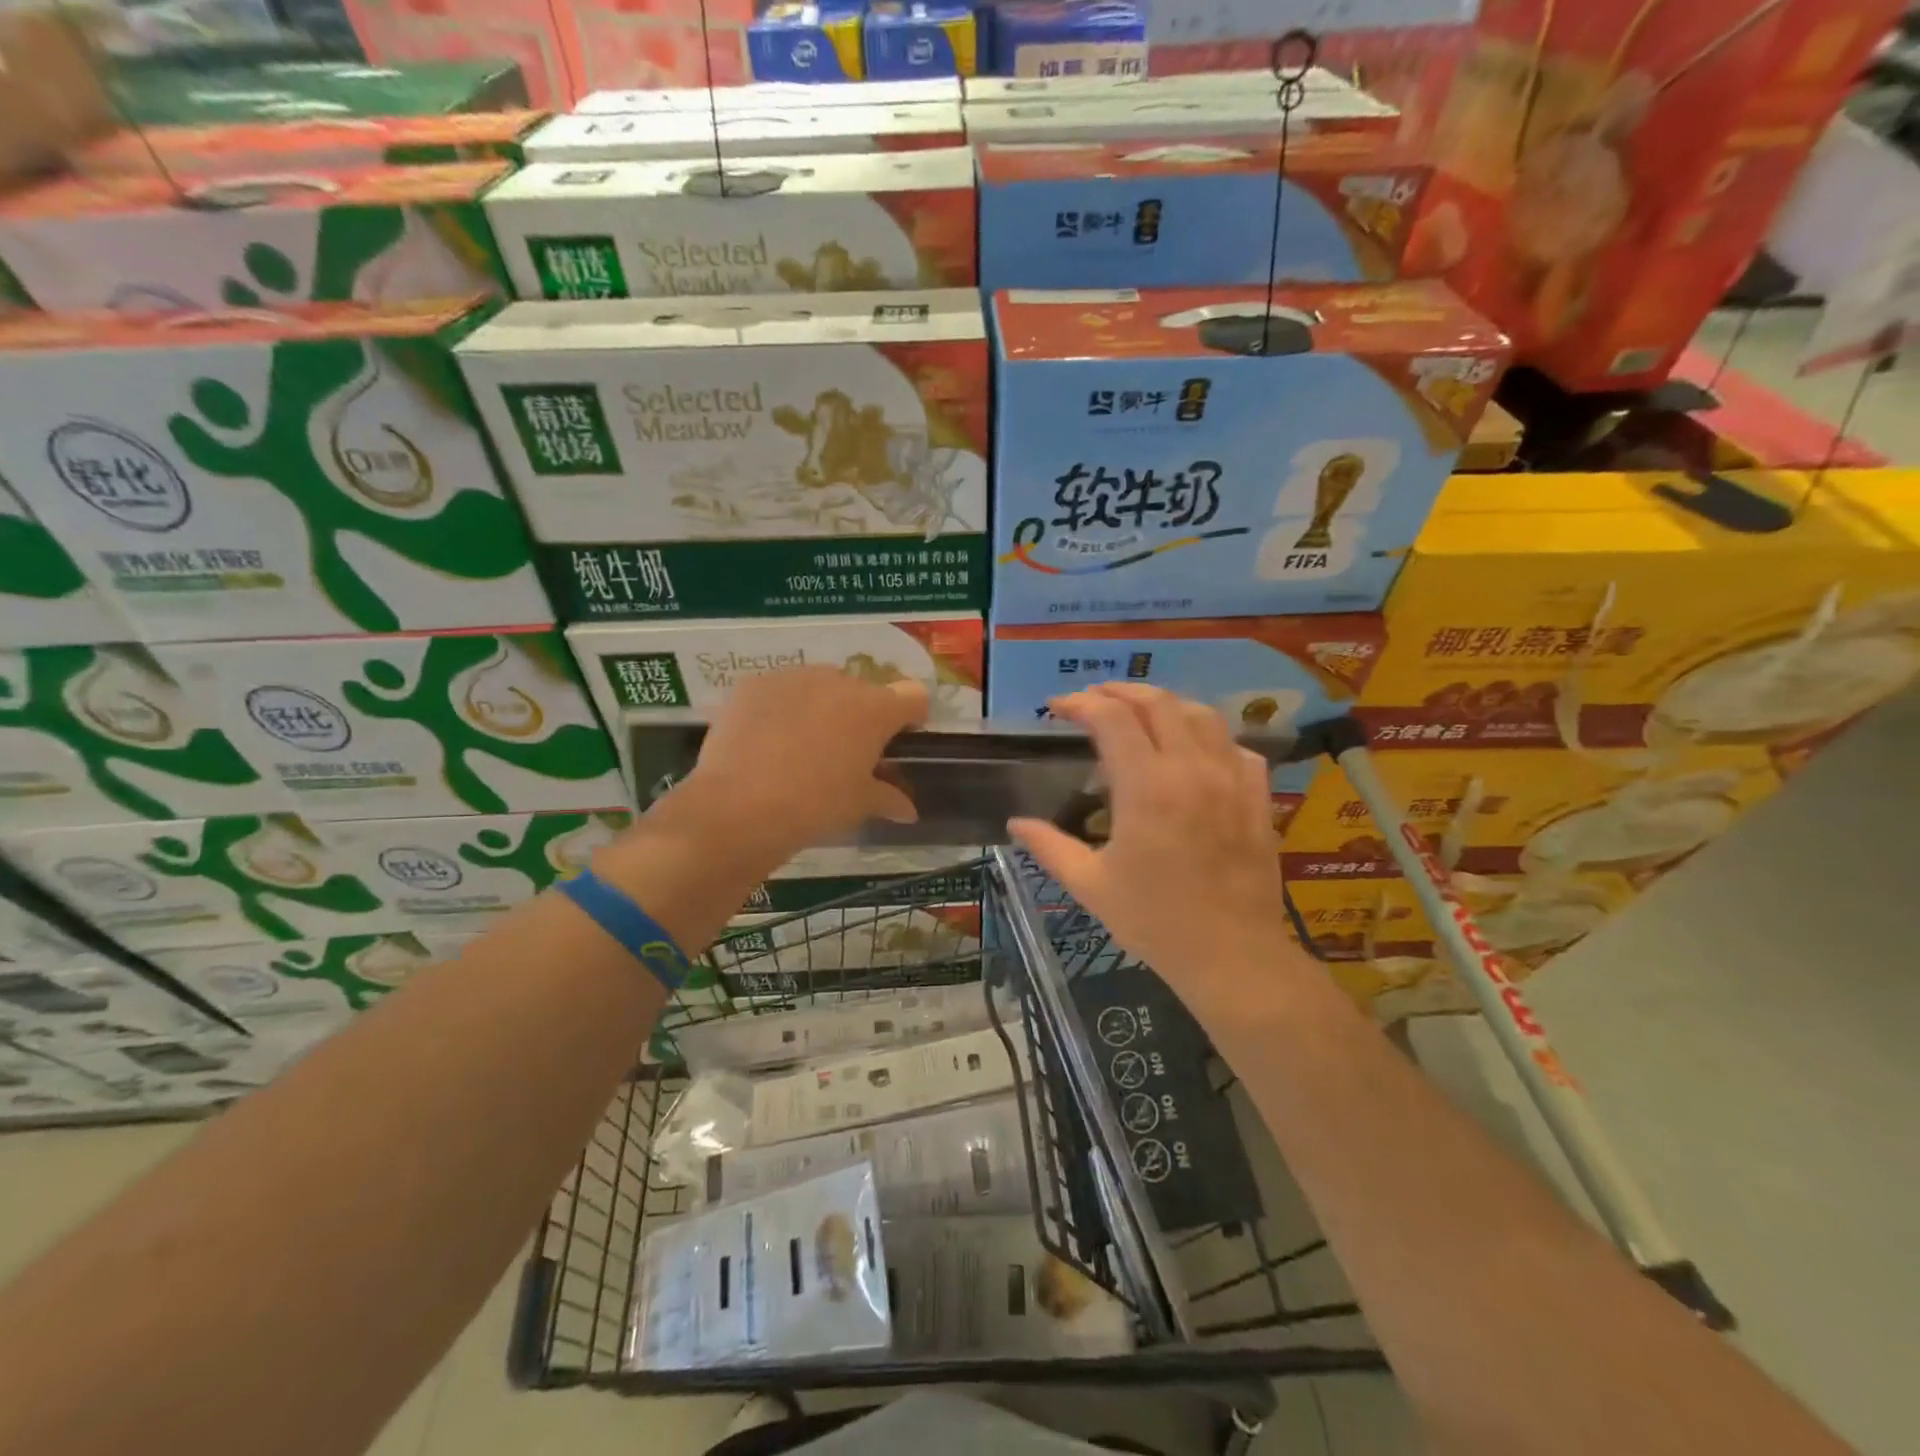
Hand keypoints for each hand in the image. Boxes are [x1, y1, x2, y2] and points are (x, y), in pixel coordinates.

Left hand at [676, 665, 928, 864]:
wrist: (739, 807)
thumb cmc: (815, 806)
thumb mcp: (859, 805)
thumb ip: (888, 798)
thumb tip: (907, 810)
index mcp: (875, 709)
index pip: (912, 695)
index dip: (911, 716)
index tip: (899, 739)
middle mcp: (839, 682)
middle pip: (863, 690)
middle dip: (860, 715)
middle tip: (845, 751)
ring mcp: (793, 678)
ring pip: (820, 686)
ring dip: (821, 708)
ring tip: (802, 746)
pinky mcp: (754, 683)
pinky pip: (781, 691)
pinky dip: (782, 709)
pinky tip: (767, 741)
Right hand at [1009, 683, 1294, 1005]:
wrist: (1232, 956)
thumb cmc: (1154, 921)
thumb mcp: (1091, 885)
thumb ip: (1049, 846)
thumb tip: (1015, 824)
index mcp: (1146, 786)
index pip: (1111, 718)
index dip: (1080, 704)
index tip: (1057, 708)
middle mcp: (1191, 769)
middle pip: (1158, 702)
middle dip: (1120, 692)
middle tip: (1093, 699)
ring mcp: (1231, 779)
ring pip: (1201, 714)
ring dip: (1165, 704)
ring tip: (1140, 713)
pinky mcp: (1257, 796)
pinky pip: (1235, 747)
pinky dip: (1209, 736)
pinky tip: (1194, 752)